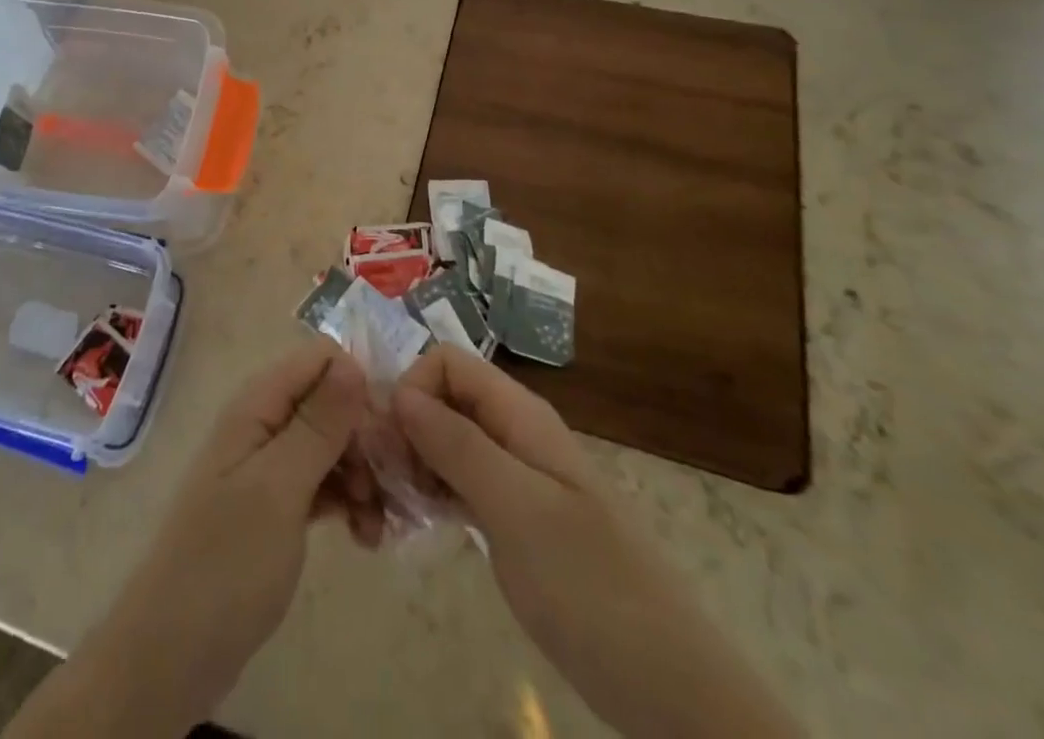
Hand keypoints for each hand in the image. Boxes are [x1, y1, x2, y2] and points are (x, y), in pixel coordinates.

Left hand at [9, 344, 376, 737]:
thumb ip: (317, 423)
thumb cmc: (227, 561)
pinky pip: (323, 482)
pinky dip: (348, 501)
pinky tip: (366, 536)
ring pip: (331, 445)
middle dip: (366, 439)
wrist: (173, 653)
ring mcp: (269, 465)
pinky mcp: (277, 504)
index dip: (358, 386)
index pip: (320, 359)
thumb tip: (352, 361)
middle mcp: (264, 423)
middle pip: (330, 402)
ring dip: (363, 476)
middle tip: (390, 487)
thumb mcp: (279, 487)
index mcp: (258, 404)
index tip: (387, 435)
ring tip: (377, 522)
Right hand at [394, 346, 800, 738]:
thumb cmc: (589, 583)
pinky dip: (427, 494)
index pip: (446, 362)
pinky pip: (454, 484)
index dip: (411, 388)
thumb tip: (399, 392)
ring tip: (387, 510)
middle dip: (402, 429)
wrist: (665, 681)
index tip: (390, 443)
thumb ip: (457, 444)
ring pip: (443, 442)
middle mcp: (511, 432)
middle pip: (440, 399)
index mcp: (518, 413)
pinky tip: (409, 525)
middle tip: (378, 485)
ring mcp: (511, 476)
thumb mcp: (517, 508)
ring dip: (409, 464)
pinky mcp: (508, 517)